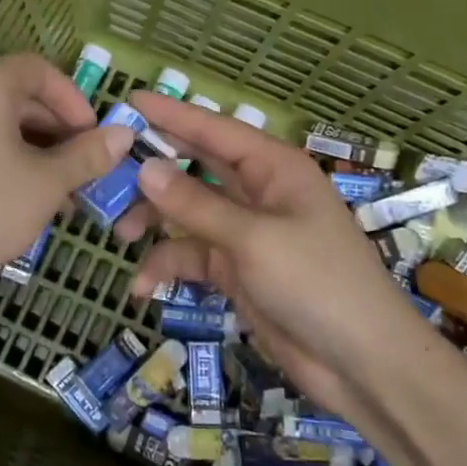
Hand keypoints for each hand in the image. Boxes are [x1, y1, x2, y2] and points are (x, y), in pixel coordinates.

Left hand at [0, 53, 134, 315]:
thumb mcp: (47, 183)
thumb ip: (88, 155)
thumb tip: (125, 135)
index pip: (38, 70)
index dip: (73, 98)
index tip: (93, 135)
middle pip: (18, 95)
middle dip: (58, 129)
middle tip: (84, 167)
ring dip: (36, 150)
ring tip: (62, 192)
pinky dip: (6, 160)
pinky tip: (25, 200)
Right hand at [115, 93, 416, 411]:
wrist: (362, 364)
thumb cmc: (317, 283)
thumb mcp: (253, 239)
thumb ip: (196, 204)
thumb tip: (145, 167)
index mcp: (273, 168)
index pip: (213, 130)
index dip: (171, 114)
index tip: (128, 102)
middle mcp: (258, 192)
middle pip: (195, 168)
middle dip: (153, 170)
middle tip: (104, 170)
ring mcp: (246, 232)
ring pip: (187, 212)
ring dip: (154, 220)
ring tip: (118, 233)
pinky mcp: (237, 270)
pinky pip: (192, 256)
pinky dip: (168, 266)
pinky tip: (142, 287)